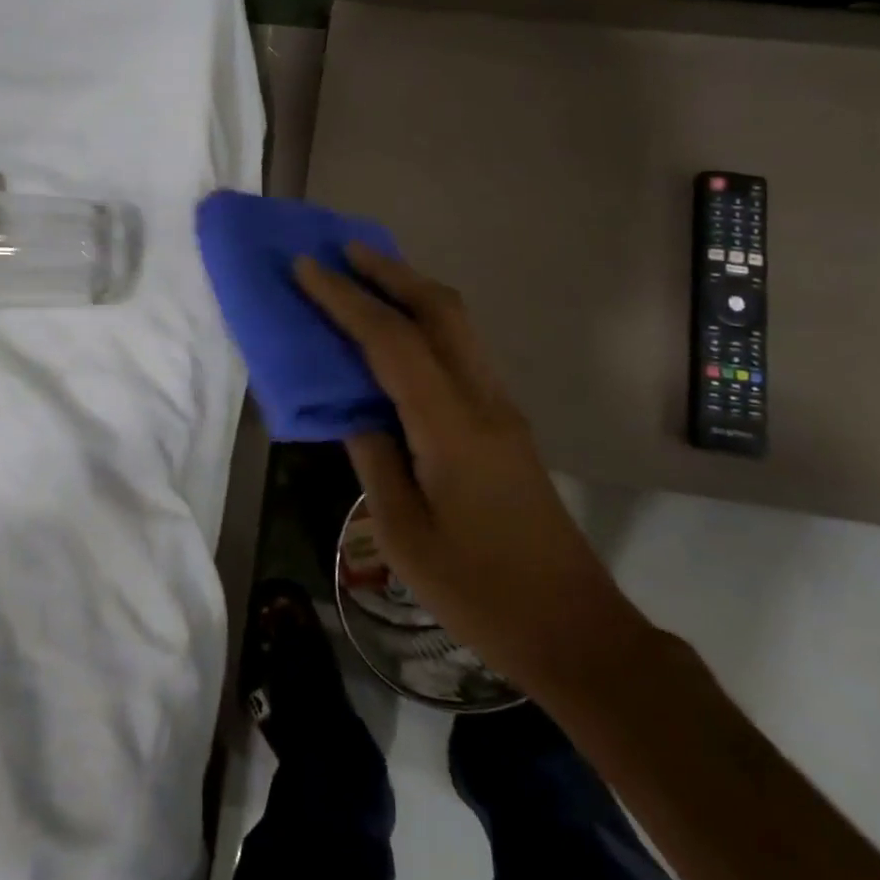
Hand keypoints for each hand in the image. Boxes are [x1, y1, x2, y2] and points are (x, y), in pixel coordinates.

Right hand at [295, 245, 651, 695]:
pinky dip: (428, 323)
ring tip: (369, 276)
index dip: (344, 300)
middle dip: (390, 272)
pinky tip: (402, 335)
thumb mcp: (403, 533)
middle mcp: (483, 401)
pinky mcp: (507, 424)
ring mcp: (502, 409)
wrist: (574, 629)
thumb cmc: (479, 591)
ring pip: (458, 325)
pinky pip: (463, 351)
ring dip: (412, 291)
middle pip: (440, 311)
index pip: (390, 342)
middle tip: (344, 251)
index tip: (305, 268)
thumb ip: (374, 458)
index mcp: (451, 427)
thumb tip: (355, 410)